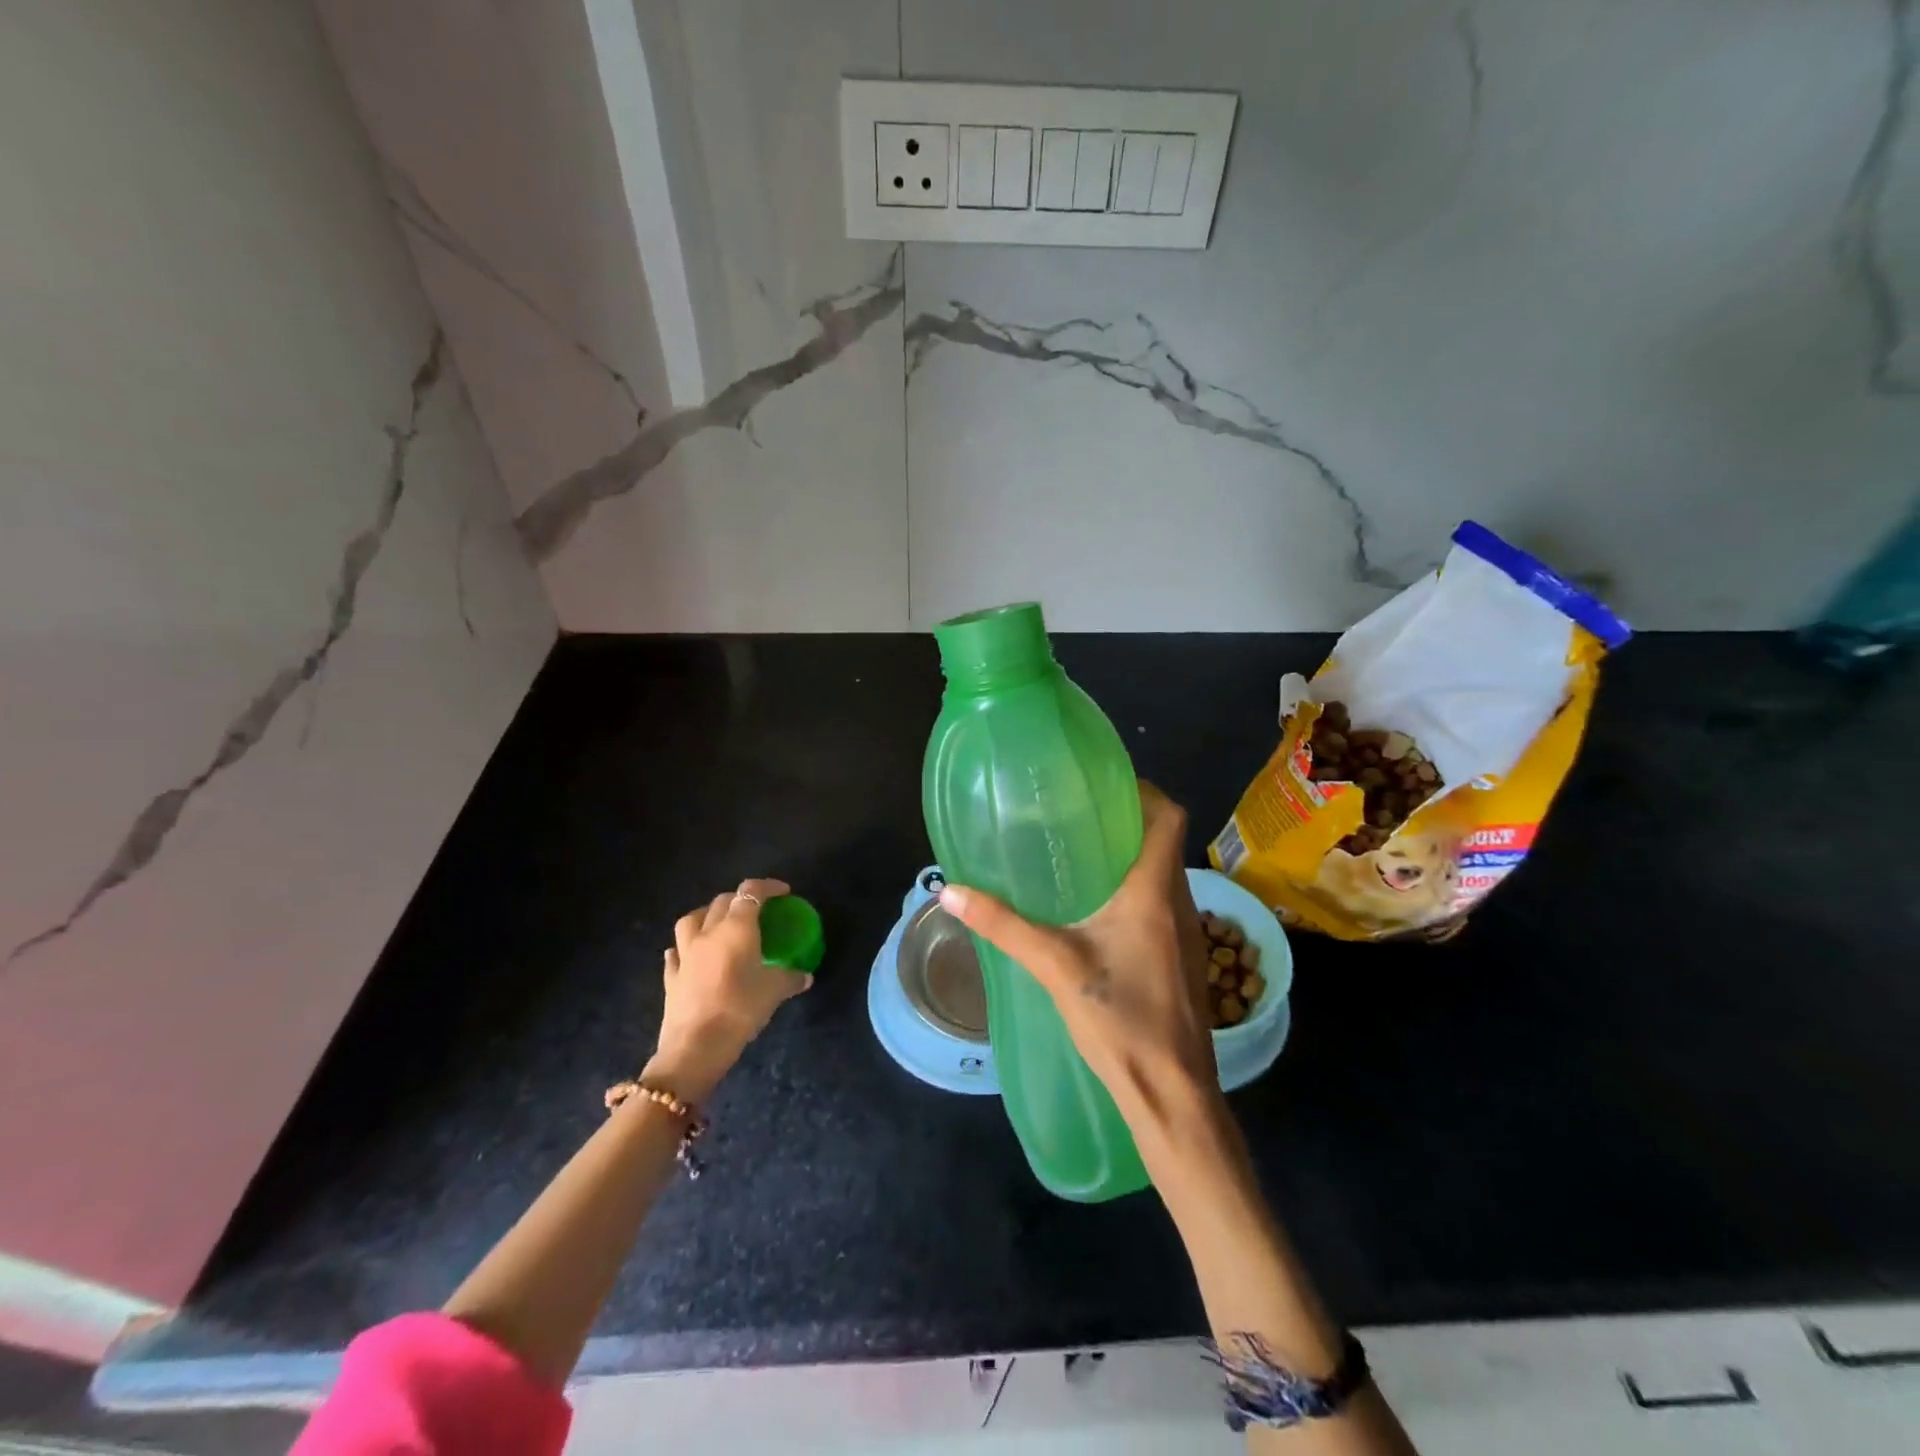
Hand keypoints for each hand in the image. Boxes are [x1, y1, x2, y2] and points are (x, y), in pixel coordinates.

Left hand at [645, 878, 810, 1101]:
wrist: (695, 1047)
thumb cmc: (740, 1009)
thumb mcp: (774, 992)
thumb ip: (791, 978)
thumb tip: (806, 976)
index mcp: (736, 928)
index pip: (751, 893)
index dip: (768, 887)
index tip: (783, 893)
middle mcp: (708, 932)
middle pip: (722, 901)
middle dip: (740, 899)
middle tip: (756, 911)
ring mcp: (685, 953)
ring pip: (692, 919)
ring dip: (707, 915)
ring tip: (719, 924)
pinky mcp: (671, 976)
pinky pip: (676, 952)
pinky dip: (685, 948)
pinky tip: (691, 955)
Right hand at [936, 784, 1223, 1139]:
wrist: (1172, 1092)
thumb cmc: (1120, 1021)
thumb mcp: (1054, 966)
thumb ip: (1003, 925)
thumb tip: (950, 892)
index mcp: (1152, 891)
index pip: (1169, 817)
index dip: (1144, 792)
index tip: (1105, 786)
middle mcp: (1179, 902)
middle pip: (1164, 842)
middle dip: (1127, 823)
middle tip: (1078, 817)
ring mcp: (1189, 934)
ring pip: (1164, 875)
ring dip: (1132, 858)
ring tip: (1083, 857)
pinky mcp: (1185, 960)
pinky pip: (1164, 905)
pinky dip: (1137, 891)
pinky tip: (1100, 913)